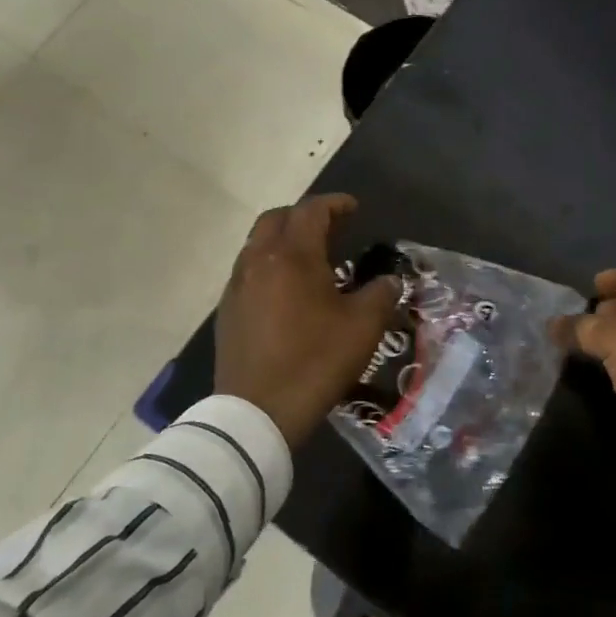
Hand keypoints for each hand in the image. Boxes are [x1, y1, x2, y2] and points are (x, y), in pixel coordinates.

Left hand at [213, 194, 401, 447]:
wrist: (258, 412)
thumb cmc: (316, 360)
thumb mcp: (364, 327)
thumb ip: (381, 294)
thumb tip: (388, 280)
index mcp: (293, 256)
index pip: (312, 211)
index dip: (335, 204)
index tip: (354, 208)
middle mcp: (258, 261)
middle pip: (277, 219)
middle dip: (304, 216)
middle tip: (332, 229)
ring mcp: (237, 286)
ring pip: (257, 245)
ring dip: (284, 241)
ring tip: (311, 259)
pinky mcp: (227, 312)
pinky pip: (249, 272)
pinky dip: (270, 267)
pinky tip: (287, 292)